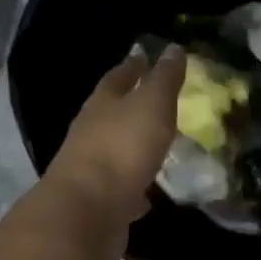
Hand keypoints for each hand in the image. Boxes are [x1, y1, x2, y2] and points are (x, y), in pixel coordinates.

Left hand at [39, 44, 186, 259]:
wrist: (87, 212)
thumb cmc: (122, 148)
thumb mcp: (151, 104)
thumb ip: (163, 78)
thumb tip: (172, 47)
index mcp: (102, 103)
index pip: (118, 77)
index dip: (133, 65)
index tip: (144, 55)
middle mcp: (91, 132)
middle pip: (112, 112)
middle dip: (131, 105)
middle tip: (156, 101)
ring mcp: (93, 169)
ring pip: (116, 151)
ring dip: (134, 147)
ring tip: (157, 146)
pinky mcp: (100, 202)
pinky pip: (122, 189)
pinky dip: (136, 187)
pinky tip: (149, 194)